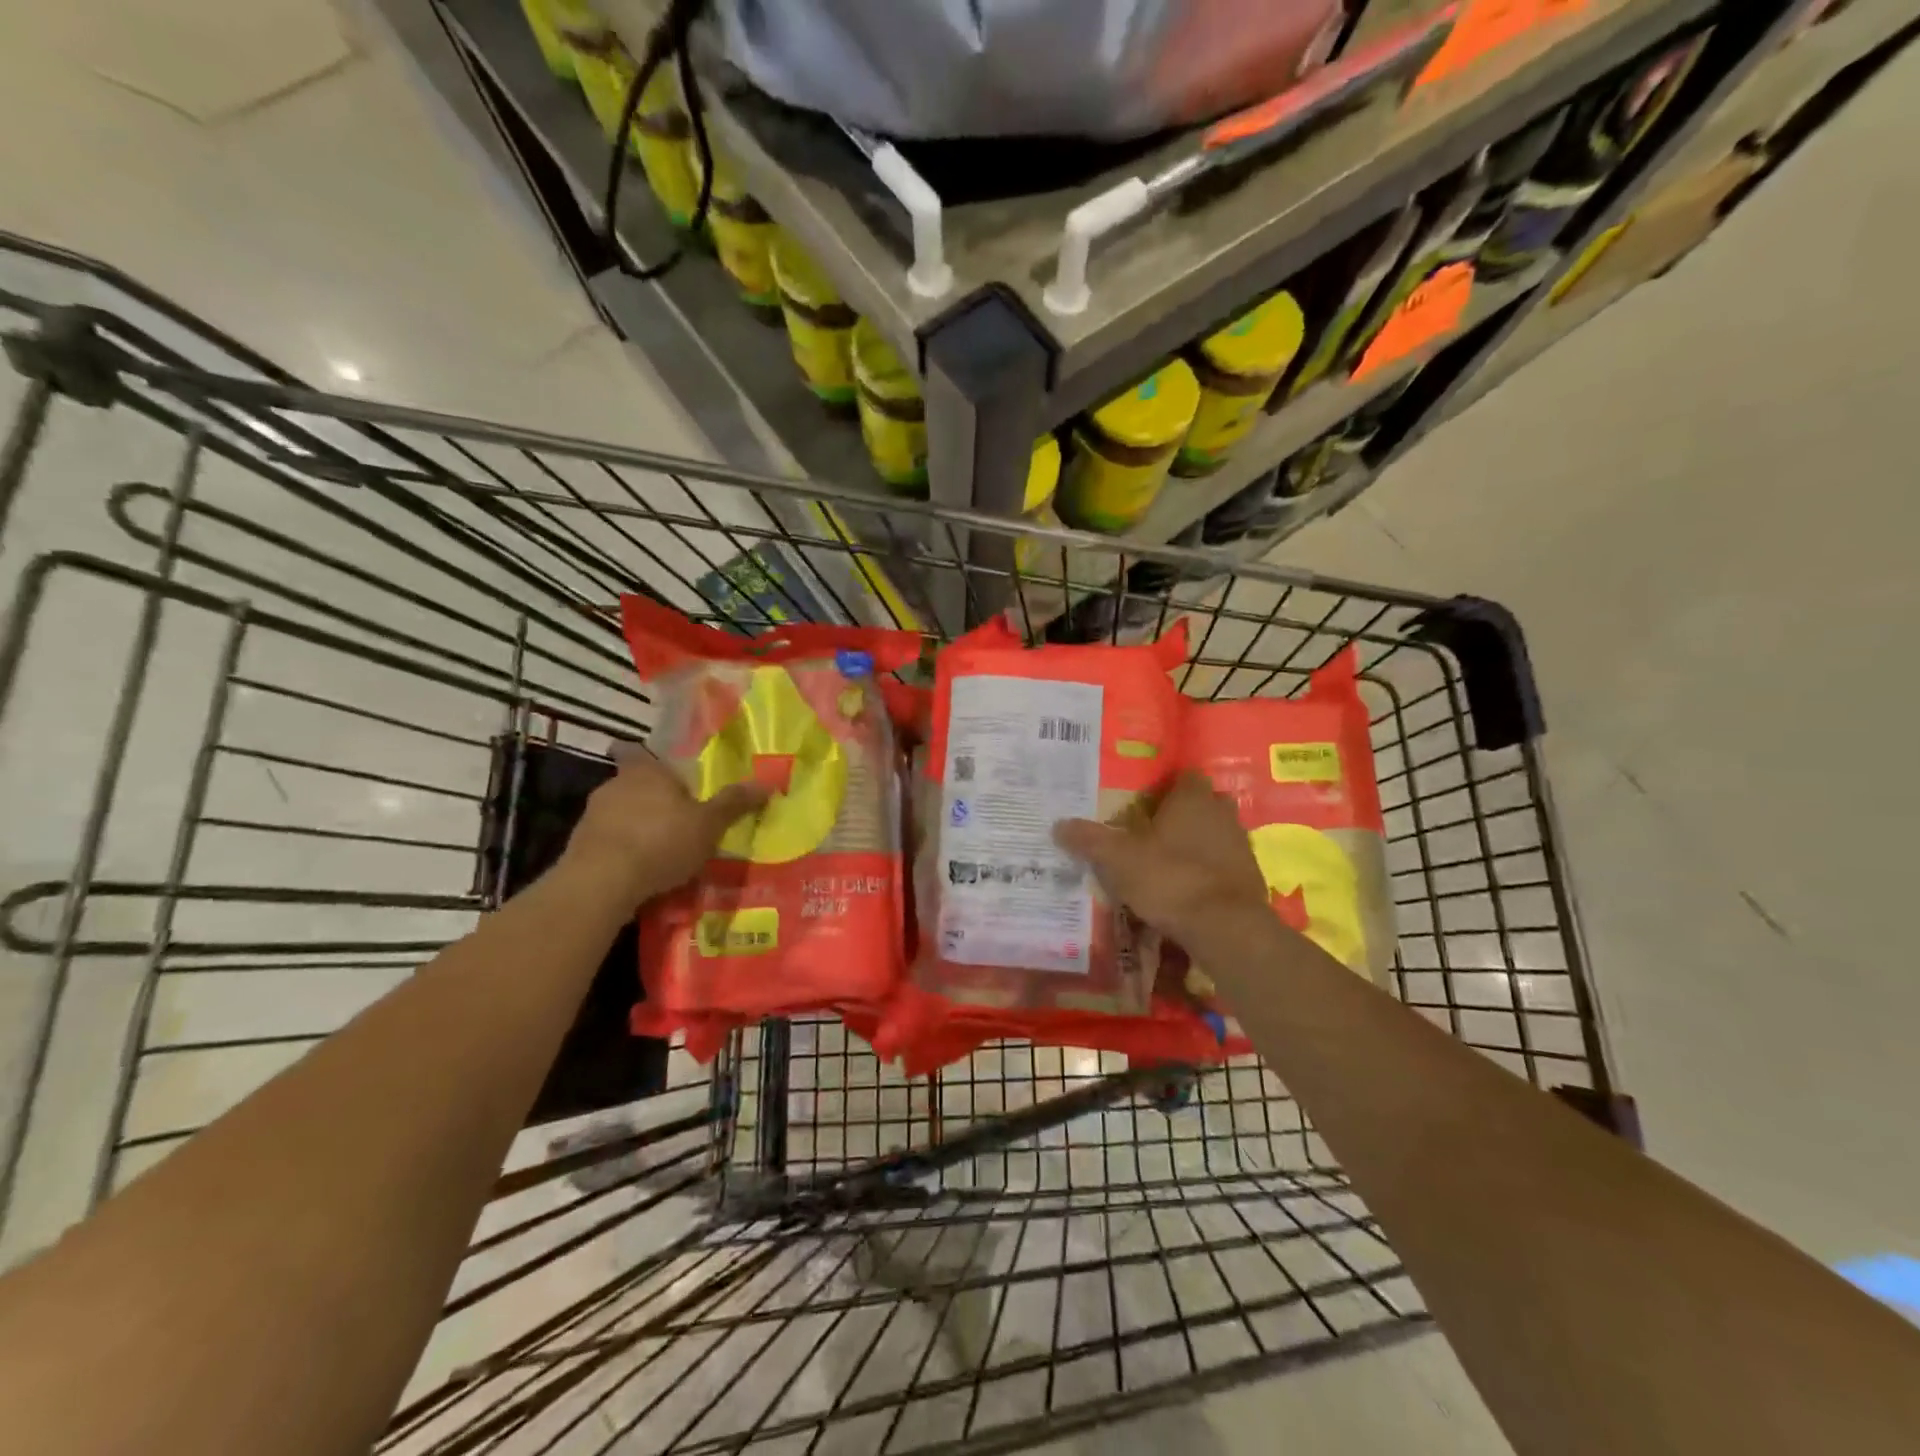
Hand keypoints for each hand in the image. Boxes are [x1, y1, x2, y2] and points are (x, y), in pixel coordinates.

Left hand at [561, 745, 768, 906]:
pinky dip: (621, 852)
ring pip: (618, 814)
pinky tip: (638, 872)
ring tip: (659, 850)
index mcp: (645, 771)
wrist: (601, 883)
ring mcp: (591, 817)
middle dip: (650, 799)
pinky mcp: (578, 848)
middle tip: (675, 817)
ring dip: (635, 827)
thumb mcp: (709, 824)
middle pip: (632, 785)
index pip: (637, 751)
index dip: (646, 759)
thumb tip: (767, 782)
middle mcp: (614, 786)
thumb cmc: (661, 841)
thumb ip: (734, 803)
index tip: (657, 770)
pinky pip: (607, 842)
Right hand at [1054, 771, 1270, 941]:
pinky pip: (1224, 866)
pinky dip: (1208, 873)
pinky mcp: (1251, 878)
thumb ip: (1090, 839)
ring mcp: (1241, 846)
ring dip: (1197, 844)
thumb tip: (1057, 825)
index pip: (1184, 777)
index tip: (1144, 803)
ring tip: (1166, 864)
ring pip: (1216, 835)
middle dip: (1182, 815)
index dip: (1166, 788)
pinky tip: (1187, 891)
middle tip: (1152, 833)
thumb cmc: (1170, 878)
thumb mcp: (1118, 859)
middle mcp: (1222, 814)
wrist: (1226, 927)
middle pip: (1203, 804)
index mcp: (1193, 799)